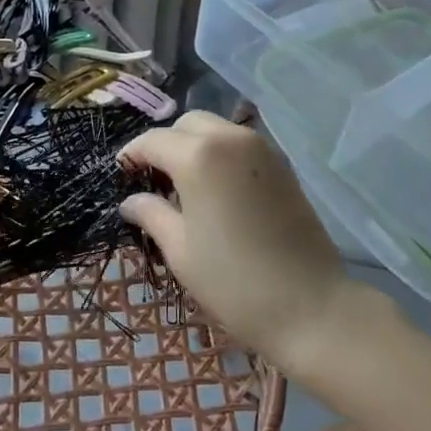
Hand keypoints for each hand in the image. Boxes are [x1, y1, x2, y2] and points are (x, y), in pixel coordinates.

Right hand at [119, 112, 361, 370]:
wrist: (311, 306)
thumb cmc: (234, 281)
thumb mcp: (180, 250)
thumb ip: (151, 214)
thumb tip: (131, 200)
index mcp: (199, 156)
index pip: (153, 140)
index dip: (132, 155)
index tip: (120, 174)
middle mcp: (230, 139)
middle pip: (187, 124)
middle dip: (166, 144)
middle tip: (154, 181)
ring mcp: (261, 149)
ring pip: (216, 129)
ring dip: (194, 146)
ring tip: (185, 187)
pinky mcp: (282, 165)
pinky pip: (239, 145)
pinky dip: (220, 154)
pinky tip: (216, 191)